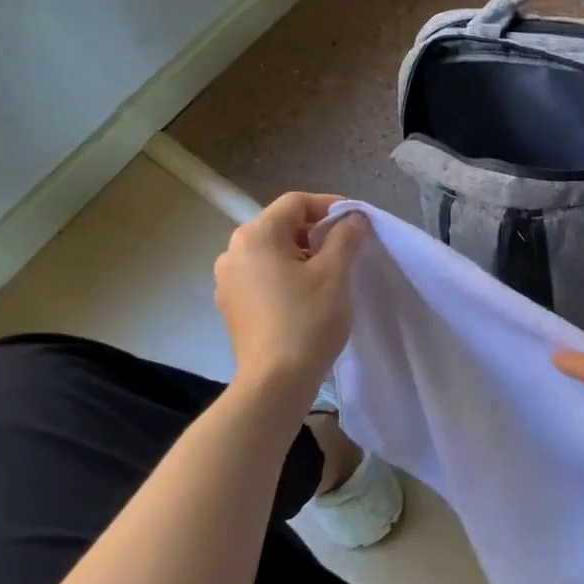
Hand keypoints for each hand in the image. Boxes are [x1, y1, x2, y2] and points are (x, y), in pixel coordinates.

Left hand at [214, 193, 368, 394]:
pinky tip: (305, 297)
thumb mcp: (335, 273)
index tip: (356, 223)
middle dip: (316, 232)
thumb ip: (345, 237)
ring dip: (301, 255)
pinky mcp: (230, 306)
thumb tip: (353, 218)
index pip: (295, 203)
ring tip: (329, 275)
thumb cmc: (308, 320)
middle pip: (280, 226)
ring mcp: (227, 280)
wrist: (275, 381)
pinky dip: (285, 276)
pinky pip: (262, 276)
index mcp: (256, 236)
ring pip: (271, 252)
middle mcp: (233, 251)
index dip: (330, 206)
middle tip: (347, 249)